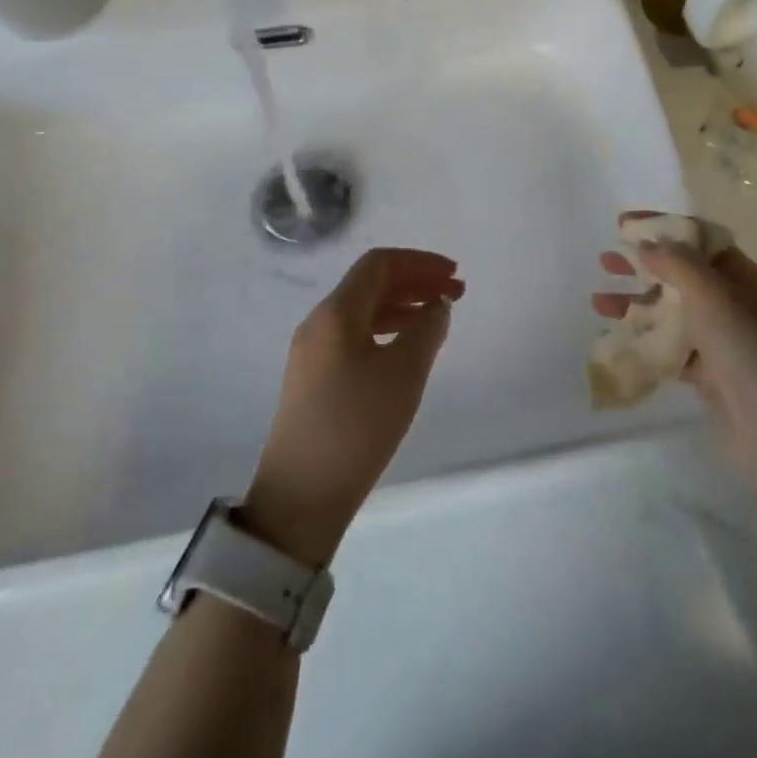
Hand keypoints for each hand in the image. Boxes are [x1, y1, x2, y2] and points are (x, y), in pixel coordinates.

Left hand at [244, 248, 464, 566]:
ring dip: (403, 306)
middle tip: (455, 293)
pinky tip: (407, 348)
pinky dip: (387, 330)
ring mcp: (313, 352)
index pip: (379, 264)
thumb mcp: (404, 374)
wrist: (301, 495)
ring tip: (438, 319)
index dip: (420, 262)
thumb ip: (427, 330)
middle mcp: (319, 322)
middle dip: (415, 282)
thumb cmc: (357, 425)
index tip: (454, 273)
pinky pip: (355, 335)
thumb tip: (437, 305)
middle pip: (370, 284)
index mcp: (336, 312)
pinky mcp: (314, 378)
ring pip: (363, 311)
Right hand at [594, 226, 756, 485]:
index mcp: (743, 277)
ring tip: (597, 300)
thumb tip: (647, 244)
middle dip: (642, 264)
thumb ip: (677, 263)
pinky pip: (668, 346)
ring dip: (635, 302)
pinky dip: (642, 338)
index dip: (662, 228)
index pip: (698, 240)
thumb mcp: (714, 295)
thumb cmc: (750, 351)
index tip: (623, 224)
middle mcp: (732, 303)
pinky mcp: (706, 374)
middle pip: (680, 273)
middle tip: (605, 259)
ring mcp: (719, 340)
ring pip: (670, 311)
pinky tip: (615, 337)